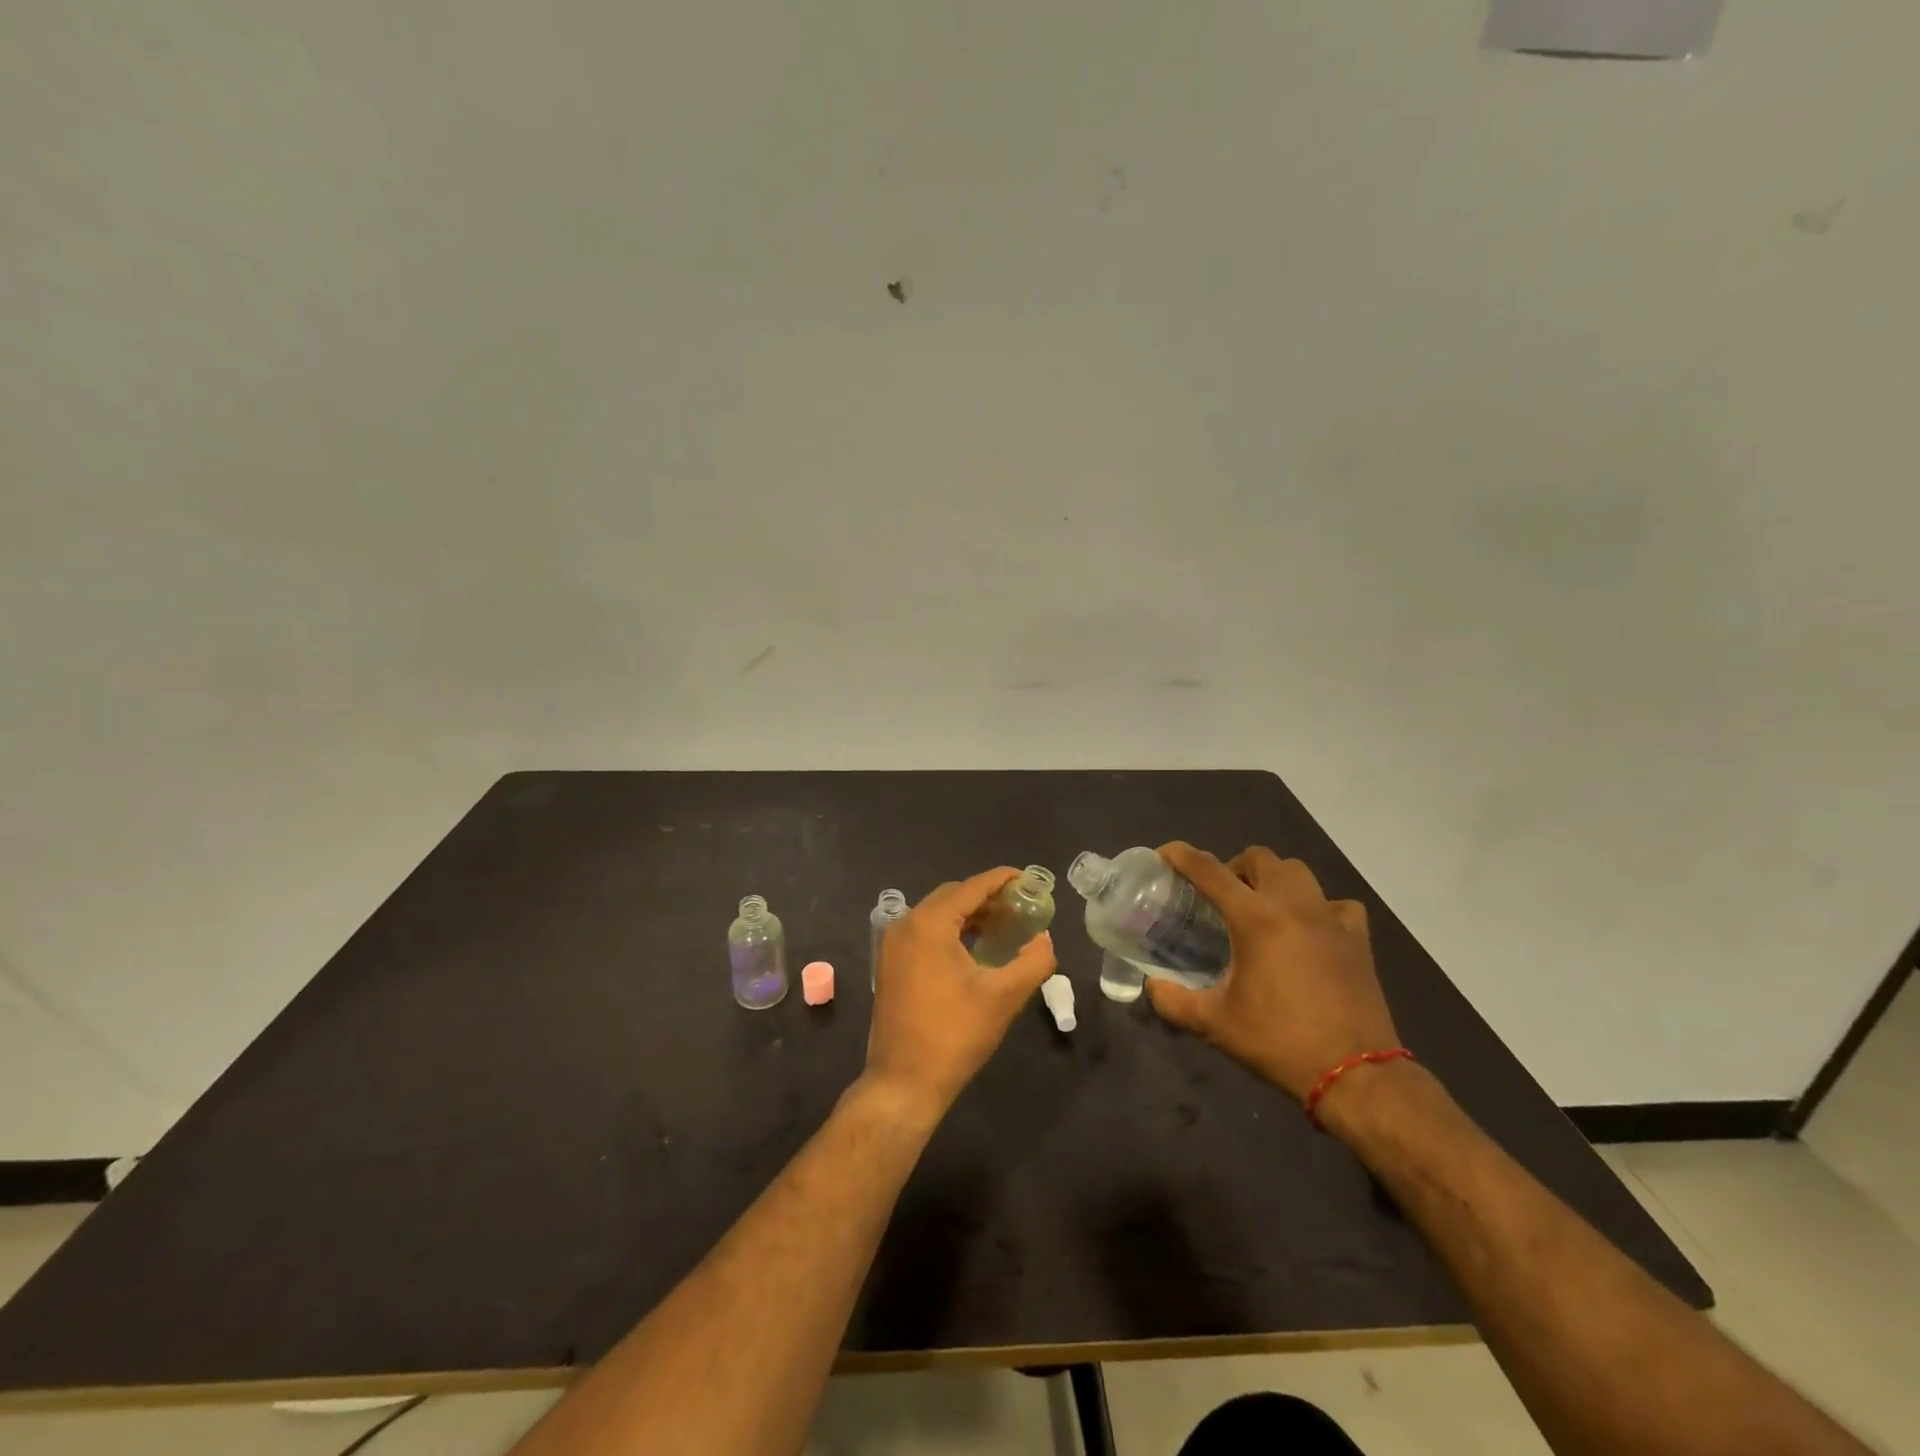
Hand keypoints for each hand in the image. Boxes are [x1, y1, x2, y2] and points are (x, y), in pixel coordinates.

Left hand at [865, 867, 1057, 1117]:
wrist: (904, 1082)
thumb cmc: (955, 1035)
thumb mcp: (1004, 996)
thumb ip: (1033, 960)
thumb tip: (1045, 939)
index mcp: (929, 923)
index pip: (972, 887)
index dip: (1003, 880)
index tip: (1030, 881)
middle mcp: (905, 924)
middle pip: (953, 895)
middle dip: (988, 897)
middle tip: (1022, 908)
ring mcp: (893, 944)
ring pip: (938, 914)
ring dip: (971, 915)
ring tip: (1005, 927)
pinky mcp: (891, 963)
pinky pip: (925, 932)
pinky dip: (952, 931)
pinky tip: (976, 948)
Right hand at [1146, 842, 1398, 1103]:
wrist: (1356, 1076)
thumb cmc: (1279, 1042)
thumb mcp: (1215, 1024)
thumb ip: (1173, 1001)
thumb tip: (1151, 986)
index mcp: (1255, 919)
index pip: (1210, 871)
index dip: (1182, 855)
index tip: (1164, 854)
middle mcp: (1294, 905)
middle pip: (1259, 858)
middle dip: (1233, 866)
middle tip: (1219, 895)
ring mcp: (1331, 918)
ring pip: (1297, 872)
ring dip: (1273, 879)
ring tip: (1261, 906)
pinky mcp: (1357, 938)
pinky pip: (1336, 903)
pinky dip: (1318, 907)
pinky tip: (1309, 929)